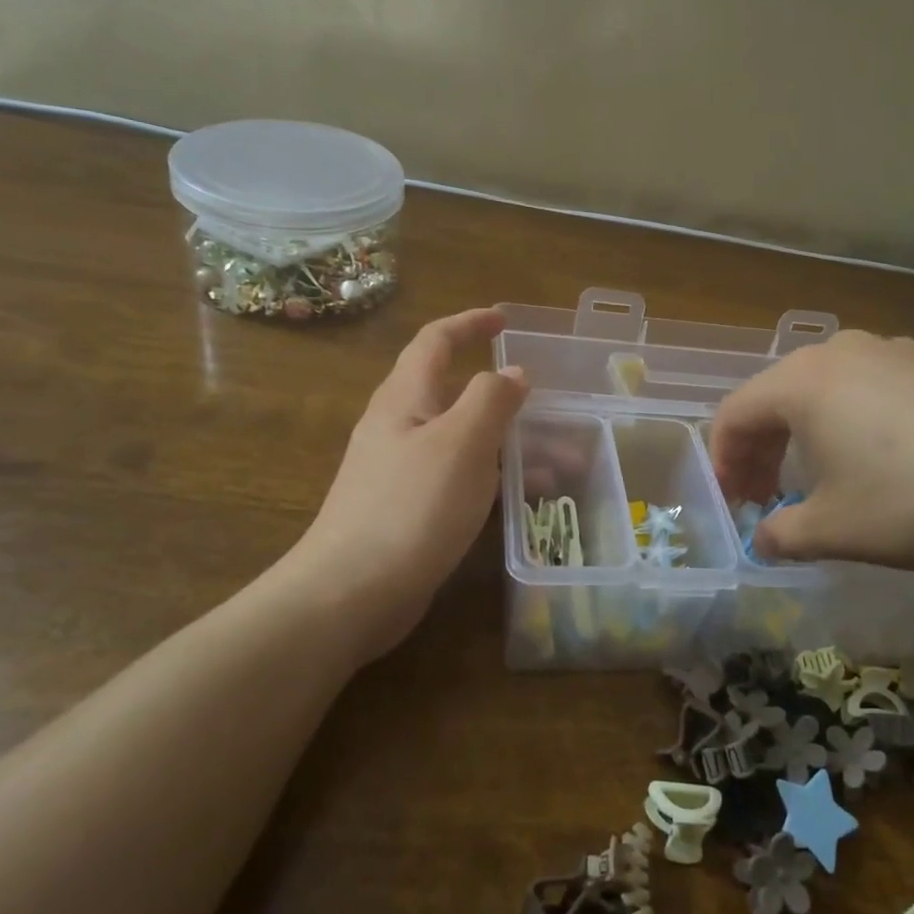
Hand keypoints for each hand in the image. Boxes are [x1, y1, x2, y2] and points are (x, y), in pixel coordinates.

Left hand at [280, 308, 526, 661]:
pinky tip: (525, 499)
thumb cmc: (410, 507)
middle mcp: (400, 426)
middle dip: (507, 398)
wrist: (350, 593)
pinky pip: (461, 477)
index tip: (506, 320)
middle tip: (553, 410)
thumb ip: (491, 399)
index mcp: (405, 398)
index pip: (436, 341)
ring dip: (511, 444)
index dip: (470, 324)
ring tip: (563, 463)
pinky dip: (495, 477)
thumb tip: (513, 373)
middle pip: (457, 394)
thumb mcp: (461, 443)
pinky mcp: (410, 509)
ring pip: (466, 440)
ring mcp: (403, 470)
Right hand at [710, 331, 913, 572]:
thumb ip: (781, 535)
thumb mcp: (835, 531)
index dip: (724, 461)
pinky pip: (881, 384)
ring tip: (828, 473)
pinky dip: (863, 417)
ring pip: (831, 386)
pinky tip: (894, 455)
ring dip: (812, 430)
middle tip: (768, 494)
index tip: (735, 502)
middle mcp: (842, 350)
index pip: (734, 414)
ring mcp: (897, 347)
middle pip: (779, 395)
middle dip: (764, 447)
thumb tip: (764, 539)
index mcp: (802, 382)